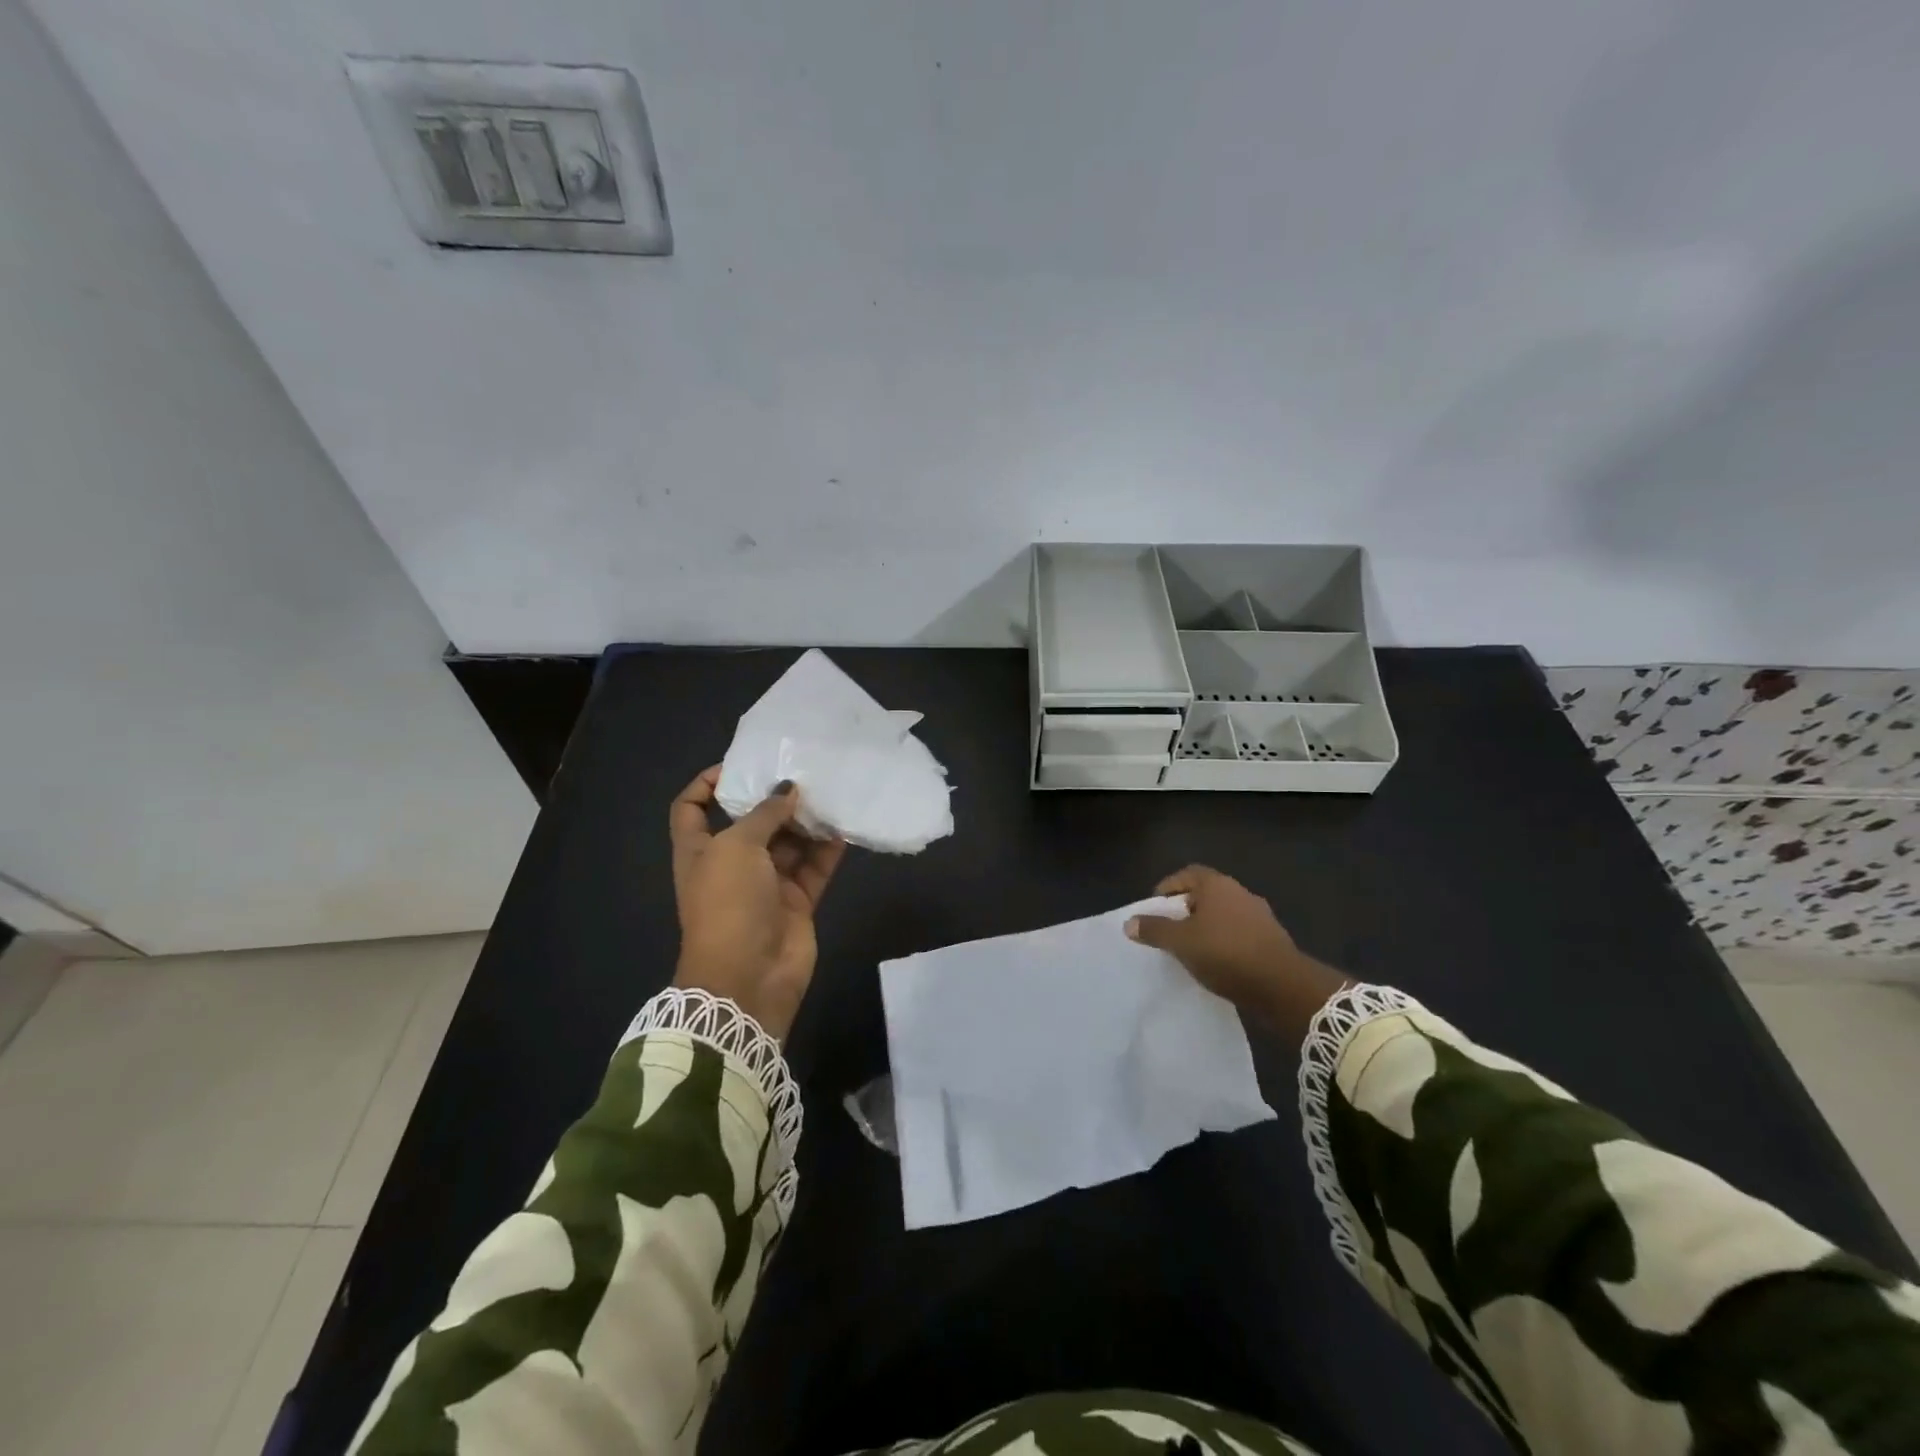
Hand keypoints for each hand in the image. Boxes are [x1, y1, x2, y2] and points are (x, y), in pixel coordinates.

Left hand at [669, 766, 847, 1040]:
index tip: (737, 766)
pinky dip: (828, 849)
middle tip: (802, 772)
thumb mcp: (736, 847)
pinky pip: (814, 868)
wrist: (748, 977)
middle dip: (772, 799)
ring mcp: (765, 885)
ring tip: (829, 793)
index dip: (707, 784)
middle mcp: (731, 864)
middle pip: (750, 822)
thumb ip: (764, 813)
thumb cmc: (728, 903)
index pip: (692, 808)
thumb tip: (787, 788)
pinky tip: (844, 826)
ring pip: (788, 844)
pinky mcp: (796, 902)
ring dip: (806, 822)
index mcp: (699, 850)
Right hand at [1125, 865, 1349, 1045]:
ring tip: (1190, 948)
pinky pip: (1239, 933)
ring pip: (1223, 914)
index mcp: (1217, 885)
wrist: (1282, 985)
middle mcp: (1240, 892)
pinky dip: (1224, 941)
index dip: (1168, 887)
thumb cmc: (1225, 953)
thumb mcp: (1181, 942)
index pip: (1187, 874)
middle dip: (1185, 909)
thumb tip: (1129, 922)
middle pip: (1205, 893)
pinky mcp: (1271, 939)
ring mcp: (1260, 915)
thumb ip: (1154, 930)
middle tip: (1169, 929)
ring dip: (1206, 927)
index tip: (1154, 908)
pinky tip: (1216, 962)